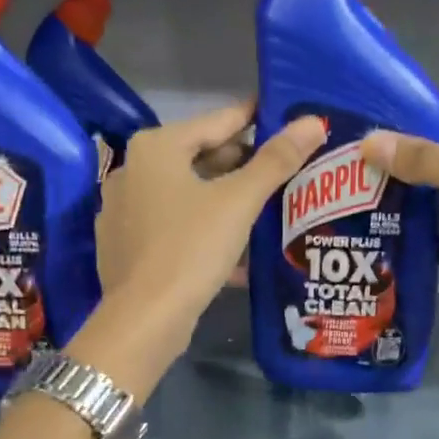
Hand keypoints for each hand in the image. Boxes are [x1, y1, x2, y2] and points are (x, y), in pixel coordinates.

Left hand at [96, 99, 326, 350]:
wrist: (144, 320)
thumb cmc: (191, 248)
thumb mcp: (239, 202)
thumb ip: (276, 160)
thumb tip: (314, 120)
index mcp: (156, 147)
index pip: (218, 121)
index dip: (257, 119)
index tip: (289, 118)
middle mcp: (132, 169)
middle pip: (200, 157)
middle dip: (243, 165)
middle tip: (286, 169)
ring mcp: (124, 209)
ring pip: (188, 194)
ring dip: (226, 200)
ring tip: (268, 207)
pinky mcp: (127, 244)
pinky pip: (174, 224)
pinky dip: (204, 228)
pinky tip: (236, 247)